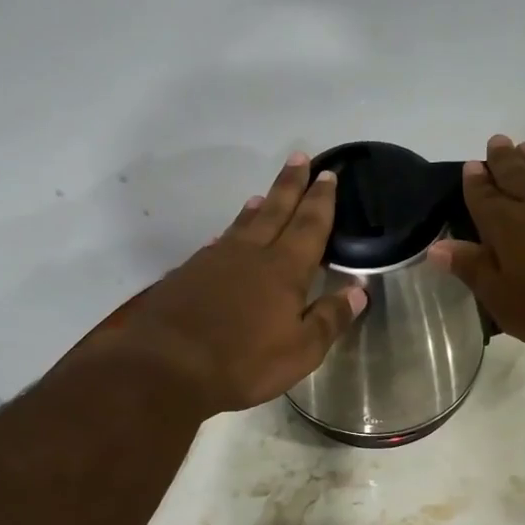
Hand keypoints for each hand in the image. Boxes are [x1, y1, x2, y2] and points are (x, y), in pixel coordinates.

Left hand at [112, 153, 366, 414]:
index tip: (328, 175)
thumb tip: (359, 291)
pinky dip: (229, 233)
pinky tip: (226, 237)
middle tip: (300, 157)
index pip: (310, 226)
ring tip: (264, 193)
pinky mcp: (188, 274)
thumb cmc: (243, 362)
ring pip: (243, 224)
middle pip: (275, 210)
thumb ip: (330, 318)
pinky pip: (217, 243)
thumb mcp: (300, 351)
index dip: (321, 200)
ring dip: (258, 206)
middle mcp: (251, 254)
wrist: (166, 367)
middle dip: (290, 185)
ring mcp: (215, 261)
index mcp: (284, 270)